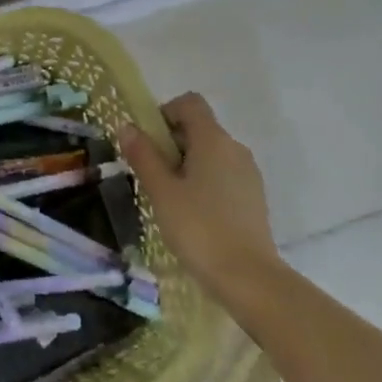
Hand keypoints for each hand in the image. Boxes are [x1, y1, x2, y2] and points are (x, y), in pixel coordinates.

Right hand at [120, 92, 278, 303]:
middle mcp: (235, 148)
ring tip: (170, 199)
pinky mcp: (254, 197)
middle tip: (152, 176)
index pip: (189, 103)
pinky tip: (194, 215)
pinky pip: (223, 174)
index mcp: (213, 139)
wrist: (249, 278)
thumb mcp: (161, 191)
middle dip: (171, 143)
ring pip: (211, 153)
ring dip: (187, 165)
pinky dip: (205, 182)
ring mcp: (248, 173)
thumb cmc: (199, 228)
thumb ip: (143, 155)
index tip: (148, 142)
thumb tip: (127, 126)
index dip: (165, 113)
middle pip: (199, 128)